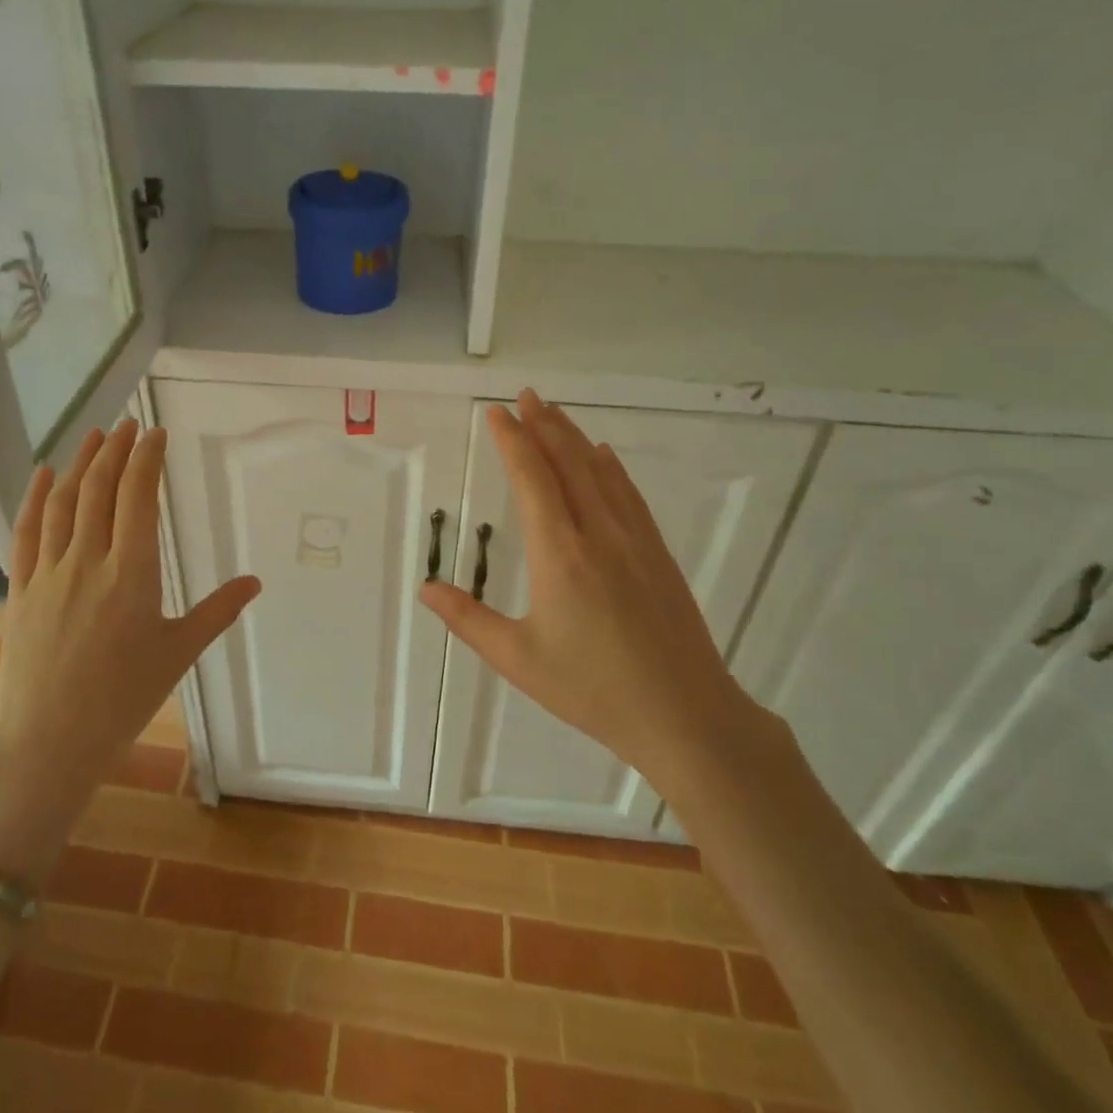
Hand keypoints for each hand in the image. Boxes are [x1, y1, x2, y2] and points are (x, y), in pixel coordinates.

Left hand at [0, 421, 259, 870]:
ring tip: (95, 437)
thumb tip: (254, 582)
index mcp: (132, 574)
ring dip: (79, 464)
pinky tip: (43, 475)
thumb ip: (217, 612)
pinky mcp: (20, 589)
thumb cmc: (122, 700)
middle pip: (100, 490)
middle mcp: (88, 562)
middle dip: (116, 451)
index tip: (155, 434)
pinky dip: (34, 498)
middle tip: (129, 424)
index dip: (146, 460)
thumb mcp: (177, 654)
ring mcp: (49, 573)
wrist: (47, 743)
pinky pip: (26, 532)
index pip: (138, 499)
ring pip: (63, 503)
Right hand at [419, 390, 752, 795]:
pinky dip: (610, 467)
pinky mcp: (657, 553)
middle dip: (543, 425)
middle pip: (568, 462)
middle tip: (525, 396)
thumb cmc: (592, 689)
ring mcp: (634, 540)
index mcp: (559, 554)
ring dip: (574, 437)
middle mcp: (597, 533)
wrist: (685, 715)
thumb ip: (468, 620)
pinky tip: (604, 456)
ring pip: (600, 472)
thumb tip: (426, 588)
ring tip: (554, 413)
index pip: (532, 479)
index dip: (512, 441)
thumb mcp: (518, 659)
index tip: (495, 413)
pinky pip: (628, 494)